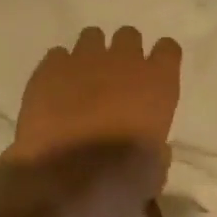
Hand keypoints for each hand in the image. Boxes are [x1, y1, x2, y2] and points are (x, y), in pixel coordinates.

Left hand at [0, 27, 182, 216]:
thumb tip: (151, 148)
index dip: (161, 61)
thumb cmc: (120, 179)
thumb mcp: (154, 171)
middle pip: (129, 36)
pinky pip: (57, 55)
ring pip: (92, 37)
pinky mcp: (49, 69)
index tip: (155, 75)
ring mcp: (83, 60)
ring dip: (91, 55)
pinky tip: (54, 91)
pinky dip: (58, 69)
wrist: (64, 179)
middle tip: (116, 79)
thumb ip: (155, 148)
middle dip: (124, 53)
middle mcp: (123, 61)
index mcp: (157, 82)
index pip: (168, 49)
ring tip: (83, 81)